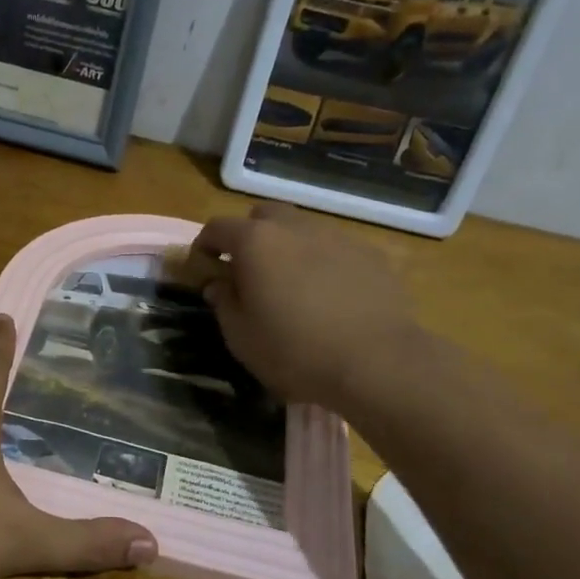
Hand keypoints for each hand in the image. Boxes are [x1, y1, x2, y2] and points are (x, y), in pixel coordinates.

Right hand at [187, 203, 425, 413]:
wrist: (377, 362)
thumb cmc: (294, 351)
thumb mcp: (241, 336)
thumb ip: (224, 303)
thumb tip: (219, 284)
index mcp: (256, 242)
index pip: (217, 227)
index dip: (204, 246)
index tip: (202, 268)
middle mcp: (296, 228)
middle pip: (263, 216)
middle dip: (249, 236)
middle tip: (248, 271)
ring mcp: (338, 237)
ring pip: (302, 230)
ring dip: (288, 248)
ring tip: (291, 285)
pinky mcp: (372, 255)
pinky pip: (335, 249)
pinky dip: (322, 263)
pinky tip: (329, 297)